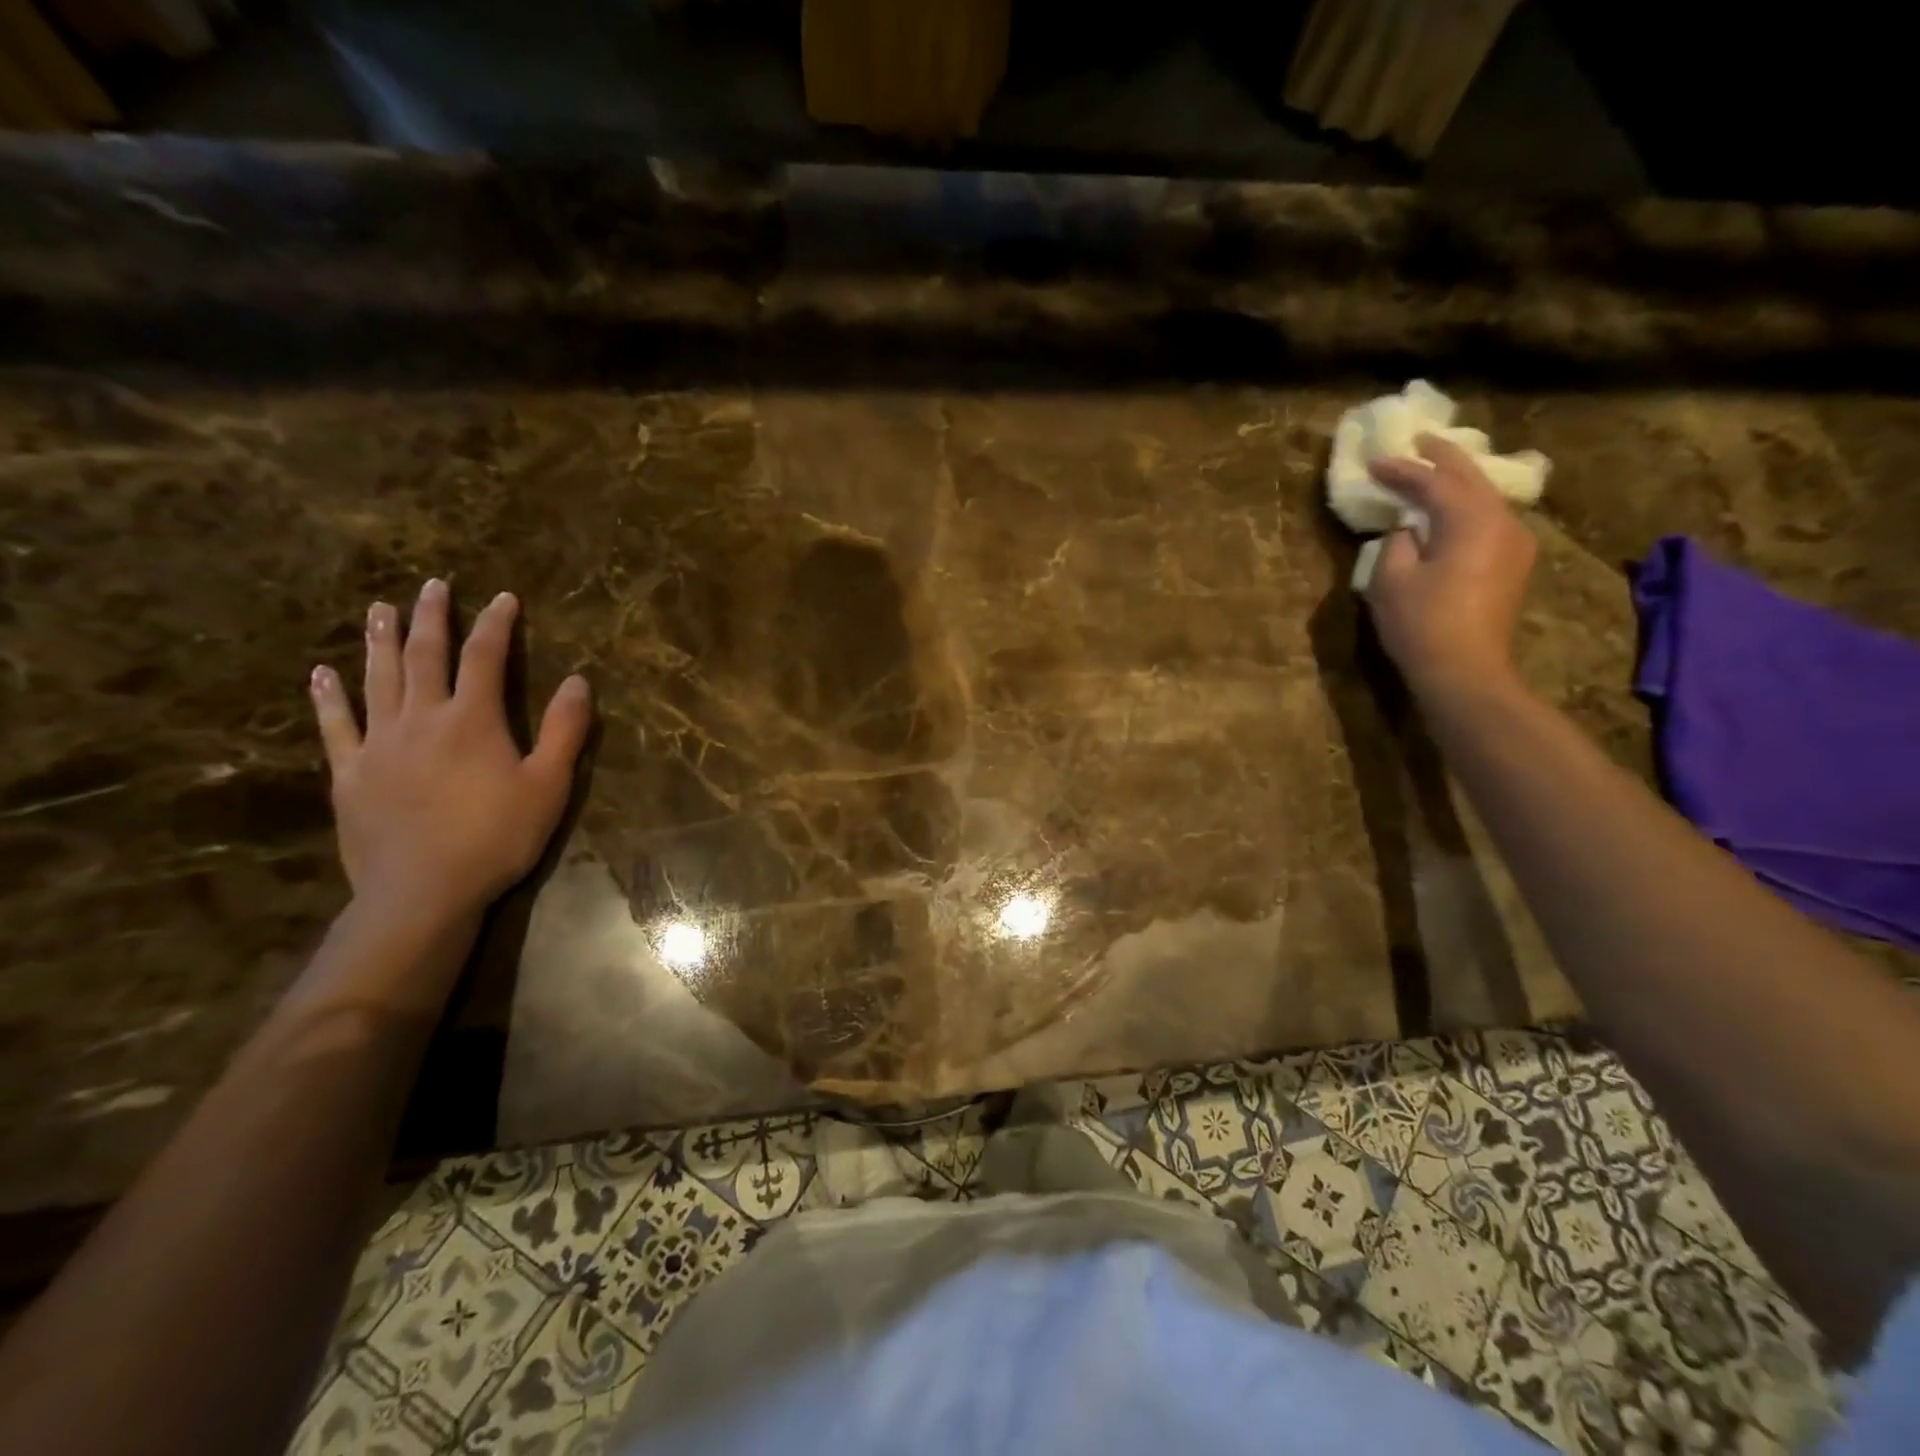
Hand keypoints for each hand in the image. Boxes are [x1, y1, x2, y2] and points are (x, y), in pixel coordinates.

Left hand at [309, 580, 591, 926]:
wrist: (423, 890)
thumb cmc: (497, 837)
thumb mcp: (549, 785)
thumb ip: (564, 730)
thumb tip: (578, 681)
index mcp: (473, 719)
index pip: (485, 657)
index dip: (496, 624)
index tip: (503, 597)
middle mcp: (422, 718)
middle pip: (424, 656)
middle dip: (431, 618)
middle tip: (431, 586)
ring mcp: (379, 744)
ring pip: (377, 679)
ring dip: (380, 641)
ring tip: (380, 609)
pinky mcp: (350, 773)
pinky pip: (336, 726)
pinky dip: (329, 697)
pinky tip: (322, 674)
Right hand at [1364, 433, 1537, 696]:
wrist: (1465, 670)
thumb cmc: (1421, 623)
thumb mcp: (1390, 578)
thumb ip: (1398, 541)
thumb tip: (1410, 529)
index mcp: (1472, 519)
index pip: (1433, 482)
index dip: (1401, 470)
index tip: (1373, 462)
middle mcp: (1504, 521)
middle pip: (1472, 478)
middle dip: (1442, 458)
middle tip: (1420, 439)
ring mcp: (1515, 543)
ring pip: (1485, 497)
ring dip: (1458, 481)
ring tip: (1435, 469)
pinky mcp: (1513, 565)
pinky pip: (1489, 520)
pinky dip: (1467, 506)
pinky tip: (1452, 509)